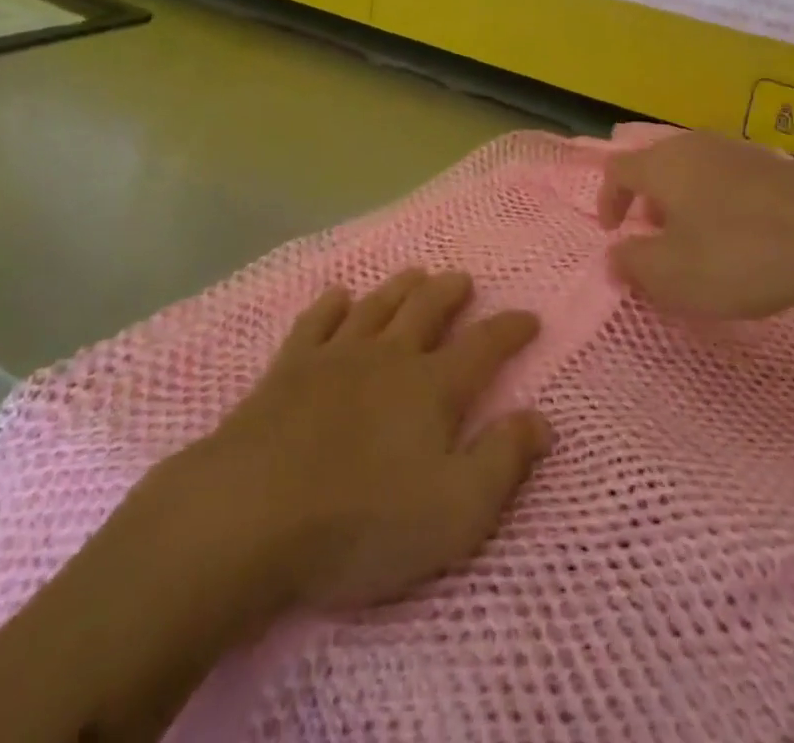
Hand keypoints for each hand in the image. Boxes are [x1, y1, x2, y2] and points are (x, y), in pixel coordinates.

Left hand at [175, 270, 552, 613]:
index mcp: (432, 387)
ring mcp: (335, 356)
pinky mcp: (289, 368)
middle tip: (463, 280)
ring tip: (414, 273)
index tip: (530, 317)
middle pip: (427, 309)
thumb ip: (503, 461)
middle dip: (450, 291)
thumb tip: (542, 420)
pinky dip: (331, 304)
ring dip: (400, 287)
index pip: (484, 346)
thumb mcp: (455, 510)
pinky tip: (338, 296)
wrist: (252, 513)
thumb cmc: (362, 521)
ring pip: (377, 305)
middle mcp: (389, 357)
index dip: (511, 329)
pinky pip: (316, 321)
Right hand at [598, 131, 793, 319]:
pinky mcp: (774, 165)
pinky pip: (729, 179)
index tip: (613, 233)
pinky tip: (742, 236)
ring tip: (698, 240)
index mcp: (663, 164)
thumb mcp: (671, 274)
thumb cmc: (736, 254)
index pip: (618, 169)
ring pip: (694, 171)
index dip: (609, 200)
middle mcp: (695, 146)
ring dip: (684, 203)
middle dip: (648, 202)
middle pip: (657, 166)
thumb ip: (632, 264)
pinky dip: (719, 203)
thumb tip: (614, 256)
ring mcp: (738, 150)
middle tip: (655, 237)